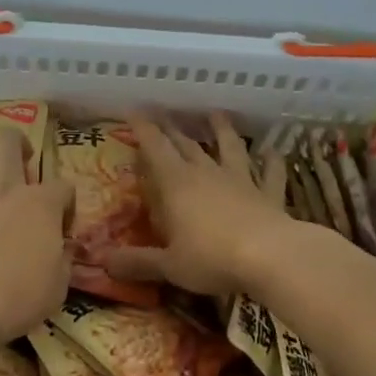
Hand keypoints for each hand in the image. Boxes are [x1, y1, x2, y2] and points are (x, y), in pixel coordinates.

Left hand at [0, 127, 72, 350]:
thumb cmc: (17, 300)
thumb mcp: (58, 287)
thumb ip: (63, 259)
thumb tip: (63, 248)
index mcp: (42, 204)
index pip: (64, 186)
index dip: (66, 204)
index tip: (61, 226)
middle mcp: (6, 187)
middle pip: (11, 140)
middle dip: (19, 145)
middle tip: (20, 166)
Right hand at [104, 114, 291, 297]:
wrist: (270, 256)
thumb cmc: (211, 258)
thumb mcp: (168, 265)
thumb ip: (138, 262)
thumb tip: (103, 263)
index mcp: (177, 185)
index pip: (155, 148)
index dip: (143, 128)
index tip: (133, 109)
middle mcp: (207, 174)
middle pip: (187, 144)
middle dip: (173, 128)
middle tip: (164, 113)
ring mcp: (241, 181)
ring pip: (230, 148)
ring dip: (222, 130)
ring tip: (217, 114)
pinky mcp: (268, 194)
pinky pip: (270, 173)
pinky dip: (271, 161)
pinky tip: (273, 151)